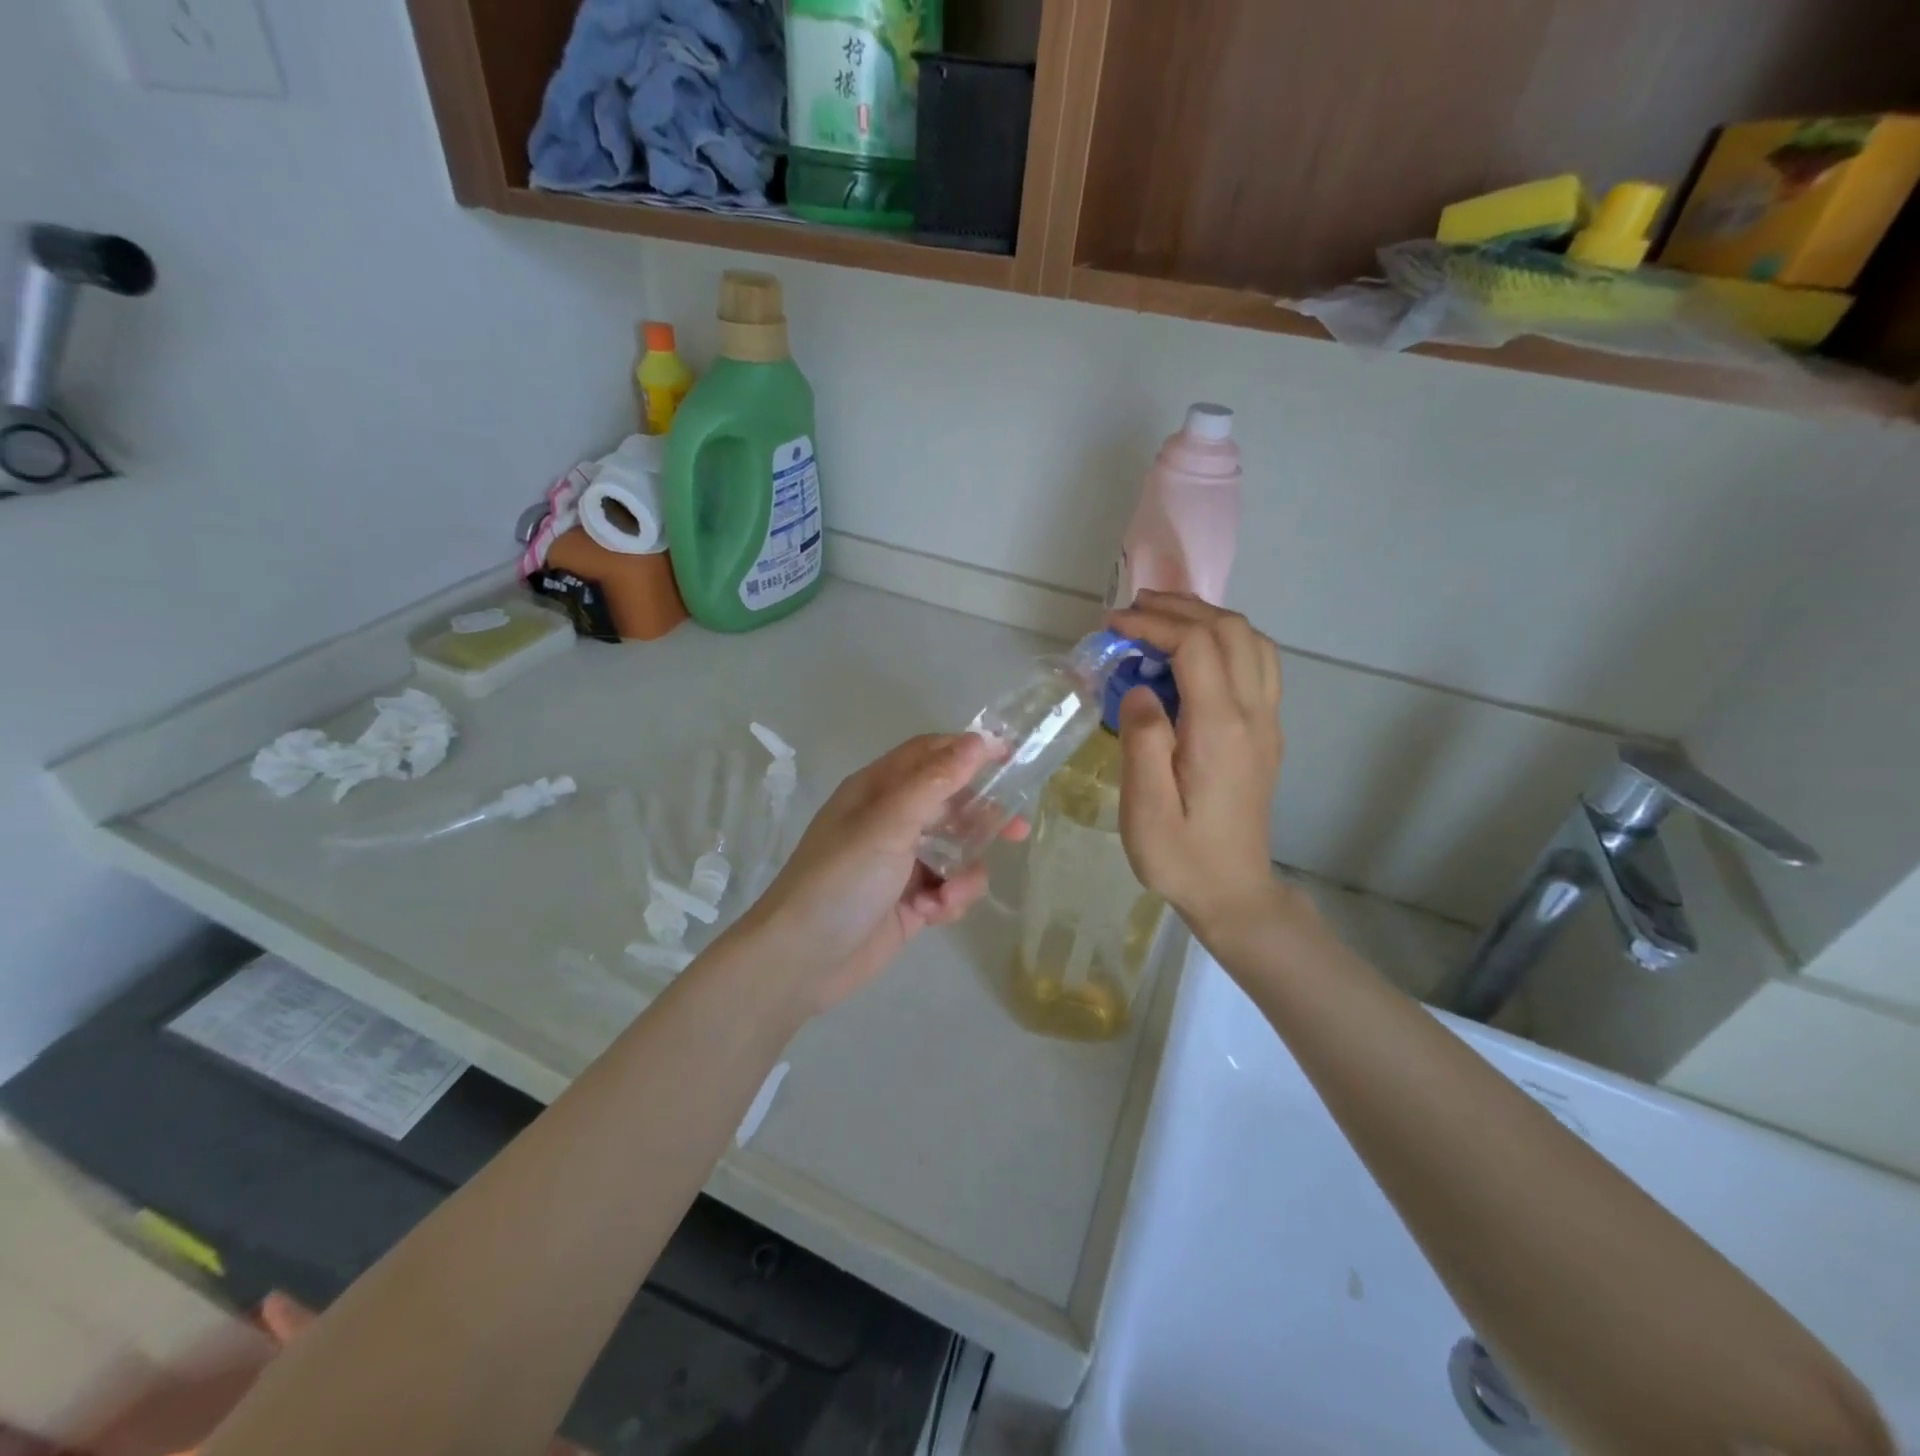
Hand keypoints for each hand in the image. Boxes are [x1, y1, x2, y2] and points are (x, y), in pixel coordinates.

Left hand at [737, 734, 1022, 1014]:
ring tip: (951, 892)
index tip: (1013, 755)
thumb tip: (980, 740)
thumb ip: (936, 781)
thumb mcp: (889, 823)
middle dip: (982, 817)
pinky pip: (949, 889)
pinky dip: (950, 900)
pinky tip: (934, 914)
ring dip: (965, 870)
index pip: (930, 755)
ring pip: (956, 851)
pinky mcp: (911, 903)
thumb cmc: (842, 879)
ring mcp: (901, 864)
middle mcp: (890, 821)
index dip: (969, 750)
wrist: (802, 960)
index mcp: (878, 791)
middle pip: (950, 803)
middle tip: (1017, 830)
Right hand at [1108, 592, 1285, 944]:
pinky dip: (1226, 641)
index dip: (1153, 623)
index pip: (1195, 646)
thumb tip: (1139, 690)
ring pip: (1252, 641)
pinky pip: (1259, 664)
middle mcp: (1253, 715)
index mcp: (1219, 729)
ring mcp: (1267, 722)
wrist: (1234, 892)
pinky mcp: (1267, 732)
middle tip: (1134, 610)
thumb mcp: (1145, 809)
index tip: (1112, 624)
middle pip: (1230, 630)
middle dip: (1181, 608)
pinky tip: (1194, 655)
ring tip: (1163, 620)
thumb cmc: (1181, 856)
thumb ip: (1142, 741)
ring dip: (1208, 619)